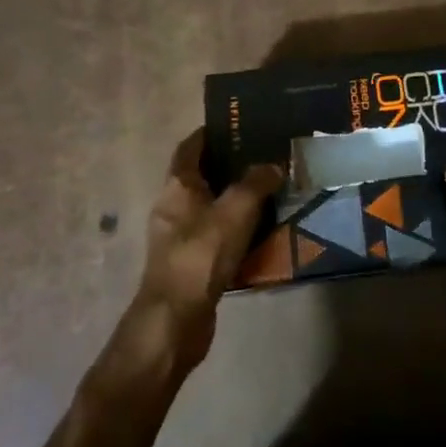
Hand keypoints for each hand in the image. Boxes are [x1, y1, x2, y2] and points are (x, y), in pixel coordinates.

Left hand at [124, 130, 281, 379]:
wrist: (175, 321)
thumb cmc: (201, 254)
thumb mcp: (236, 210)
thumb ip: (256, 182)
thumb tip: (274, 165)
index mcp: (177, 185)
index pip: (190, 147)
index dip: (211, 133)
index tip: (238, 125)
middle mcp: (172, 206)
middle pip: (200, 176)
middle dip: (229, 166)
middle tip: (263, 158)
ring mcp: (177, 237)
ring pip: (209, 208)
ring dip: (234, 200)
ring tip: (269, 193)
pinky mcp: (188, 264)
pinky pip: (214, 236)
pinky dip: (234, 231)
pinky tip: (260, 234)